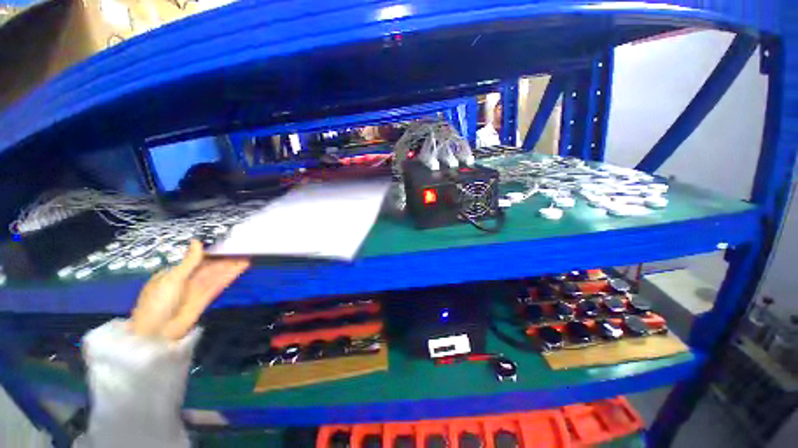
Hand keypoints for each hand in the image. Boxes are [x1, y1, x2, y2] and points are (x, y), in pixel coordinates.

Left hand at [129, 241, 249, 340]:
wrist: (157, 333)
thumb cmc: (158, 302)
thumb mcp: (171, 279)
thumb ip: (189, 261)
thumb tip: (197, 241)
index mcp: (174, 273)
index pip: (195, 259)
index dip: (211, 251)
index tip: (225, 242)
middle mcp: (187, 280)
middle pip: (209, 266)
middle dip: (224, 257)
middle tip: (241, 247)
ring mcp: (198, 290)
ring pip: (217, 274)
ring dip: (231, 265)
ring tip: (247, 255)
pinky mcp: (207, 298)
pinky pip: (220, 284)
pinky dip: (230, 275)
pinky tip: (241, 267)